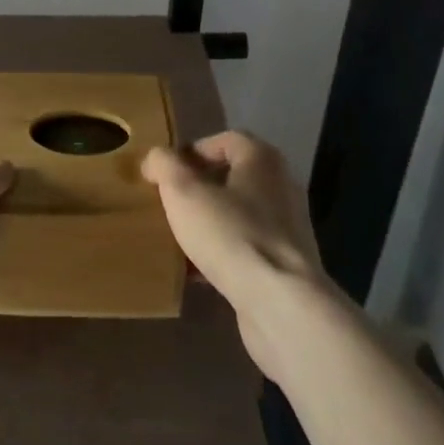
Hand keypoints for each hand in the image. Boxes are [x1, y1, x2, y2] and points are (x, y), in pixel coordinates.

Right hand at [144, 131, 325, 378]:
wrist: (281, 304)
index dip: (192, 152)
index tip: (166, 173)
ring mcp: (288, 228)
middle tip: (169, 203)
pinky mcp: (286, 265)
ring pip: (238, 215)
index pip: (225, 140)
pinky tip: (196, 272)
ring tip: (178, 237)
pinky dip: (222, 254)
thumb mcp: (183, 191)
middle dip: (198, 189)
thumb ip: (164, 165)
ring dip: (209, 223)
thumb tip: (156, 158)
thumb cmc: (231, 234)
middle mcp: (280, 187)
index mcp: (262, 159)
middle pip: (232, 178)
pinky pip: (246, 249)